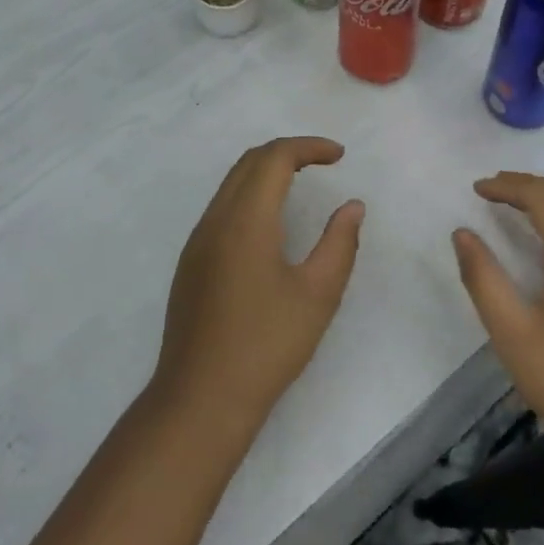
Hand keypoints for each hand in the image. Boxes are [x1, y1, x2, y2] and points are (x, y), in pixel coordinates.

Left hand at [151, 137, 364, 437]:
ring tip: (301, 183)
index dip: (308, 147)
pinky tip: (270, 222)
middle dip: (287, 152)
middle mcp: (215, 219)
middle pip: (249, 162)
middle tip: (324, 163)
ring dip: (266, 172)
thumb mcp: (318, 295)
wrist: (201, 397)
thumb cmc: (266, 345)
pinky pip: (221, 208)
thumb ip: (340, 243)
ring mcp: (197, 240)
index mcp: (245, 220)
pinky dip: (250, 195)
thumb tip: (352, 207)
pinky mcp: (191, 261)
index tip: (340, 156)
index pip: (274, 158)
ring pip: (231, 183)